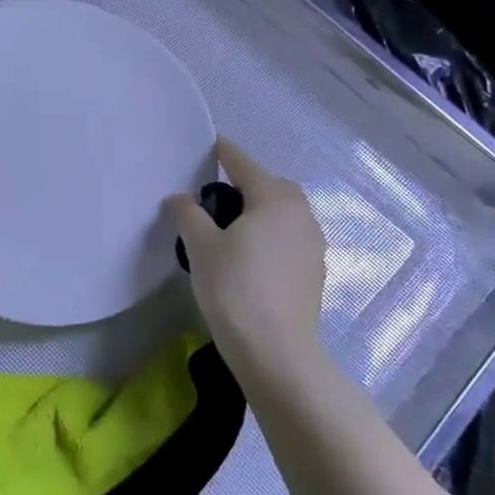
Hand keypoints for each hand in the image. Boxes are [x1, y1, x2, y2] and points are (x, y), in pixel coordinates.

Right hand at [166, 138, 326, 376]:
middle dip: (248, 183)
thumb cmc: (235, 289)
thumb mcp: (201, 247)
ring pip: (284, 213)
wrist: (276, 352)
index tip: (211, 143)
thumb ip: (188, 214)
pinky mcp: (315, 272)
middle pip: (272, 186)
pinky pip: (290, 238)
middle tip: (218, 195)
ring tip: (233, 227)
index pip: (244, 165)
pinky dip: (272, 235)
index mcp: (275, 200)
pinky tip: (252, 255)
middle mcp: (301, 215)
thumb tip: (179, 198)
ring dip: (262, 210)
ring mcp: (313, 244)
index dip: (225, 153)